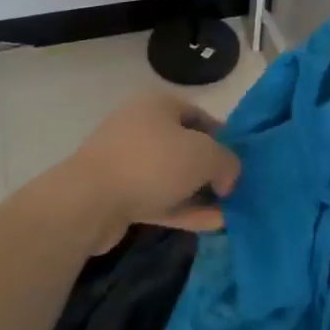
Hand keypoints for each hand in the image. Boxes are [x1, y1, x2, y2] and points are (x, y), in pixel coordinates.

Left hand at [60, 91, 241, 249]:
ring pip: (172, 176)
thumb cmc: (152, 163)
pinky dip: (184, 209)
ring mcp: (126, 162)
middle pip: (186, 147)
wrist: (88, 202)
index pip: (200, 116)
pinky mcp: (118, 195)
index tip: (241, 162)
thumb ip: (227, 162)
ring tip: (229, 212)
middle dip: (211, 169)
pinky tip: (211, 224)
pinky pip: (159, 199)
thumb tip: (228, 178)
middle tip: (235, 189)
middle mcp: (141, 127)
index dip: (224, 138)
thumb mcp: (205, 155)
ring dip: (199, 193)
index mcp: (158, 105)